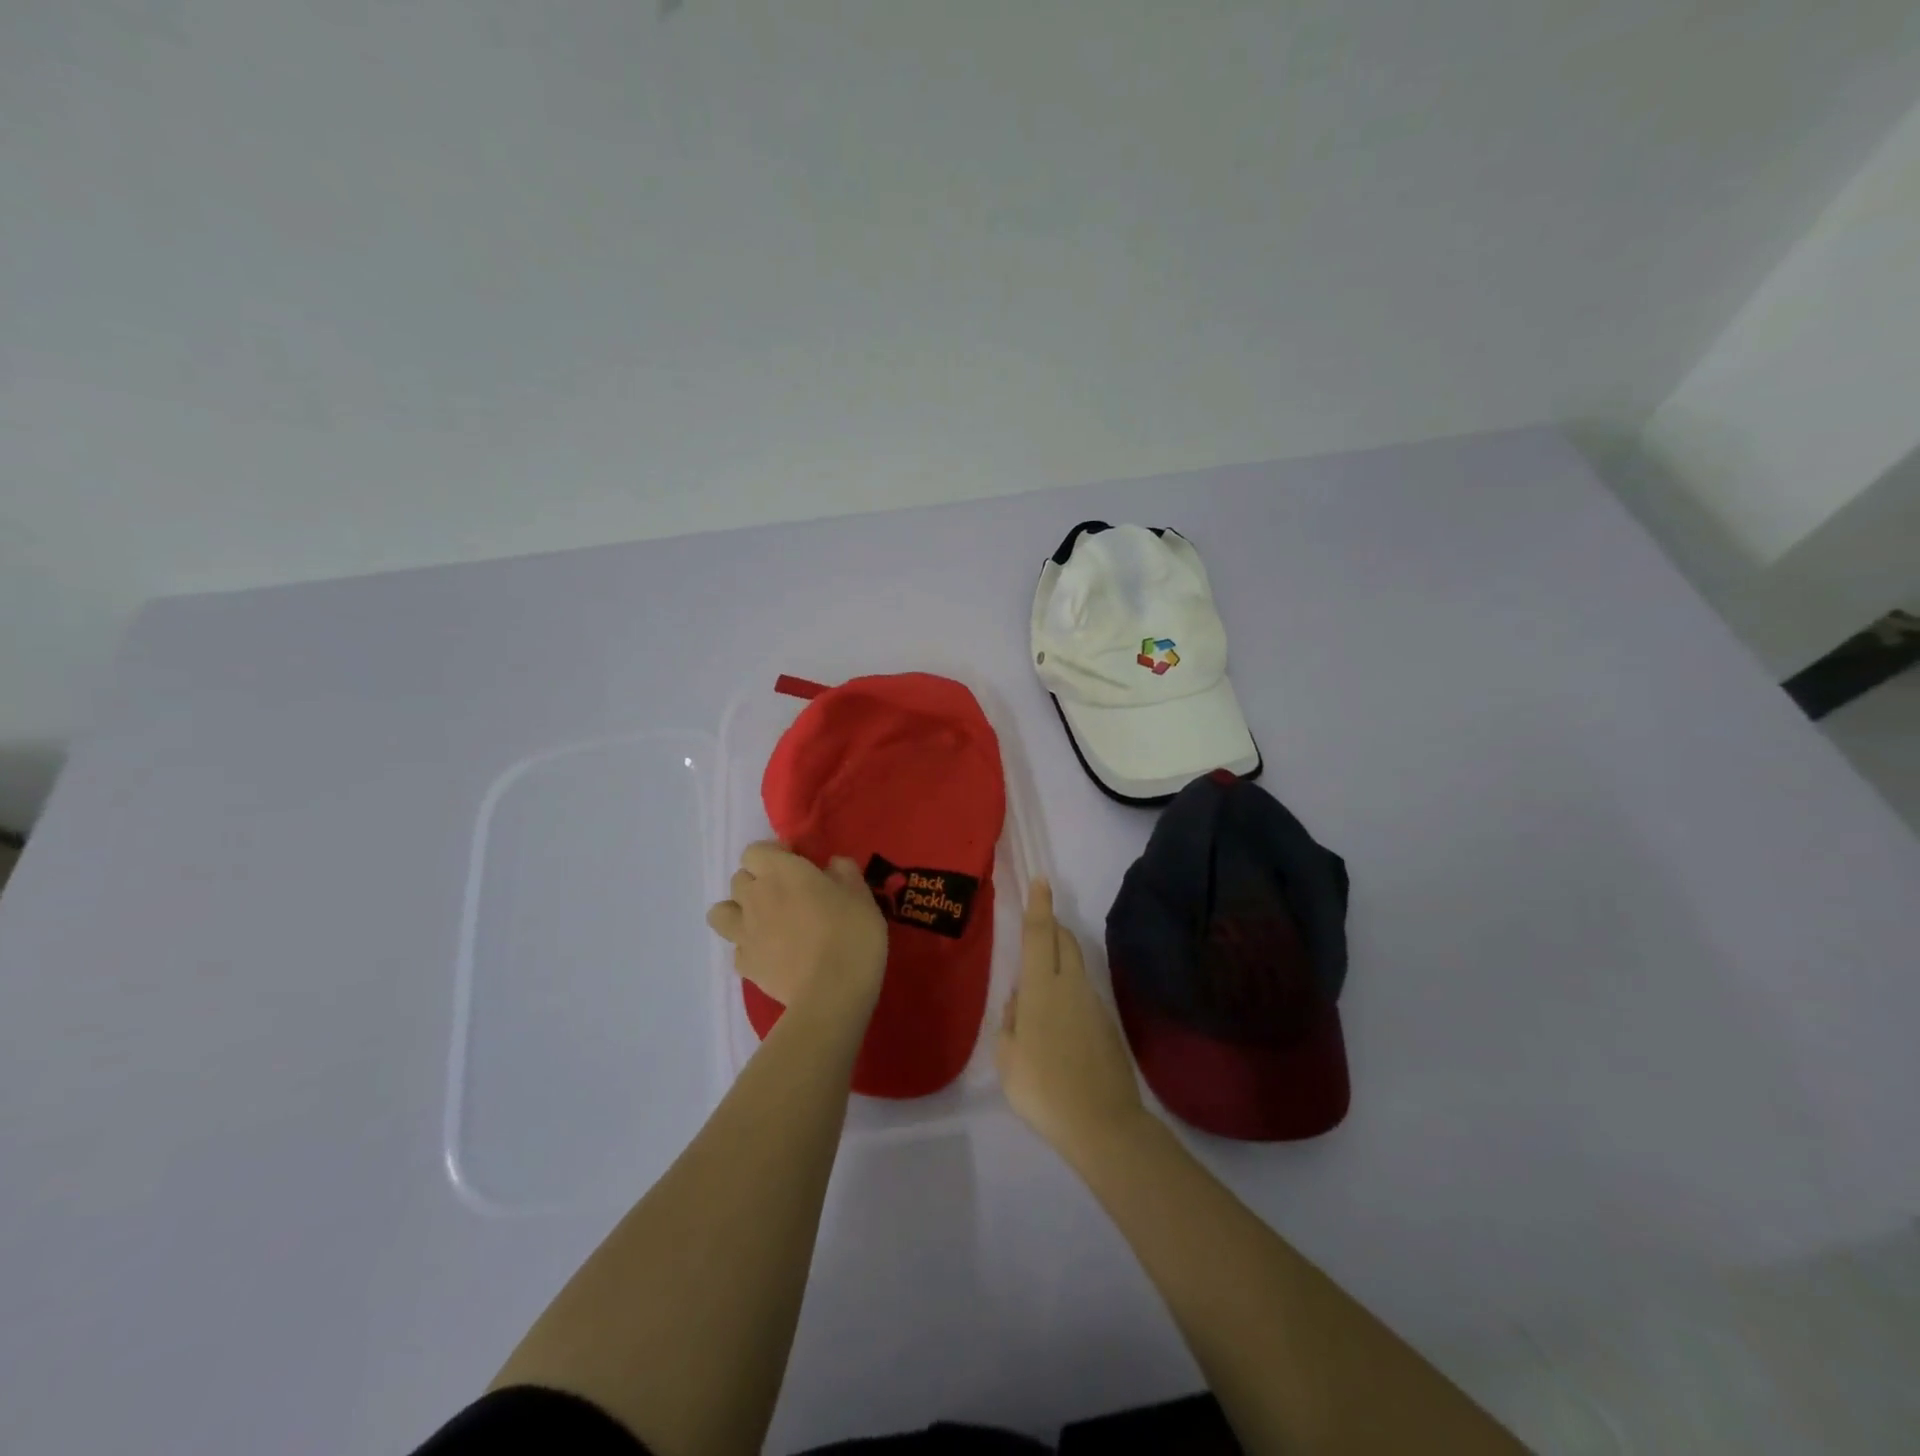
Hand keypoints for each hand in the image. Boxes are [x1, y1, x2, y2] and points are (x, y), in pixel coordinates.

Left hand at [706, 842, 886, 1018]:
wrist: (832, 992)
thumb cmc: (851, 933)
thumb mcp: (860, 894)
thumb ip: (844, 872)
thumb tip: (833, 865)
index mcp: (780, 871)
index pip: (755, 850)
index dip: (774, 855)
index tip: (797, 864)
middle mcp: (754, 897)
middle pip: (739, 879)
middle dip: (758, 881)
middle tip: (787, 894)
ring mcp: (744, 933)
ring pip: (721, 912)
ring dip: (738, 912)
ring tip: (764, 922)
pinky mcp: (745, 965)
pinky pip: (737, 948)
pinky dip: (750, 948)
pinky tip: (771, 954)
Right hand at [997, 879, 1146, 1162]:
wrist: (1102, 1123)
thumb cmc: (1042, 1088)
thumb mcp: (1007, 1058)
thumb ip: (1009, 1022)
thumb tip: (1018, 1002)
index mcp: (1040, 987)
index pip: (1038, 933)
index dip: (1039, 905)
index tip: (1042, 879)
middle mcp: (1070, 985)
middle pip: (1064, 940)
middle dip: (1053, 926)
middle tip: (1038, 931)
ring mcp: (1094, 1002)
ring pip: (1076, 966)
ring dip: (1060, 961)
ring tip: (1041, 990)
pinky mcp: (1108, 1023)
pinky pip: (1085, 993)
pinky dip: (1070, 993)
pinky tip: (1060, 1026)